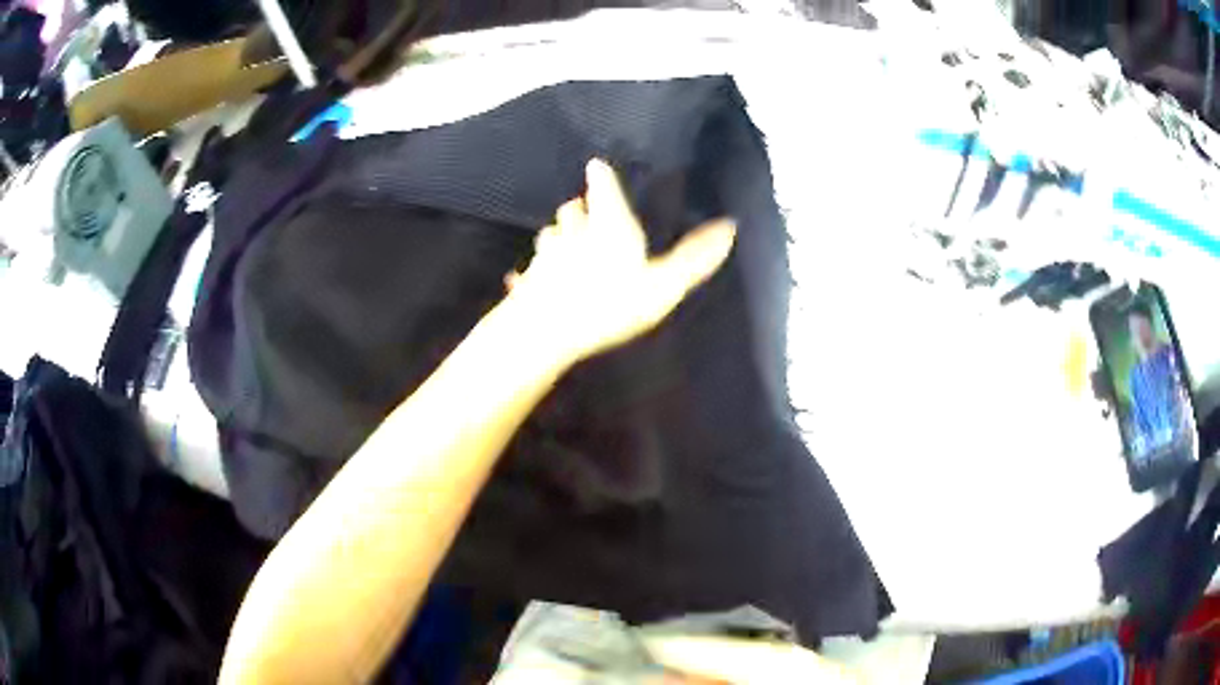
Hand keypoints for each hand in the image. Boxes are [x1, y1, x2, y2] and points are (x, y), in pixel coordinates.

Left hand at [505, 159, 735, 365]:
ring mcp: (546, 255)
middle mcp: (573, 231)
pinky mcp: (527, 280)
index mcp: (608, 224)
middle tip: (586, 211)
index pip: (602, 187)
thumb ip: (693, 258)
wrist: (547, 329)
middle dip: (580, 209)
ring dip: (558, 236)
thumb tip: (729, 227)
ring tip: (564, 243)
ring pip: (550, 236)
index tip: (596, 166)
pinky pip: (530, 271)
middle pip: (573, 210)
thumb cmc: (610, 303)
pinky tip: (528, 279)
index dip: (600, 176)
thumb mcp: (663, 284)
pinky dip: (532, 272)